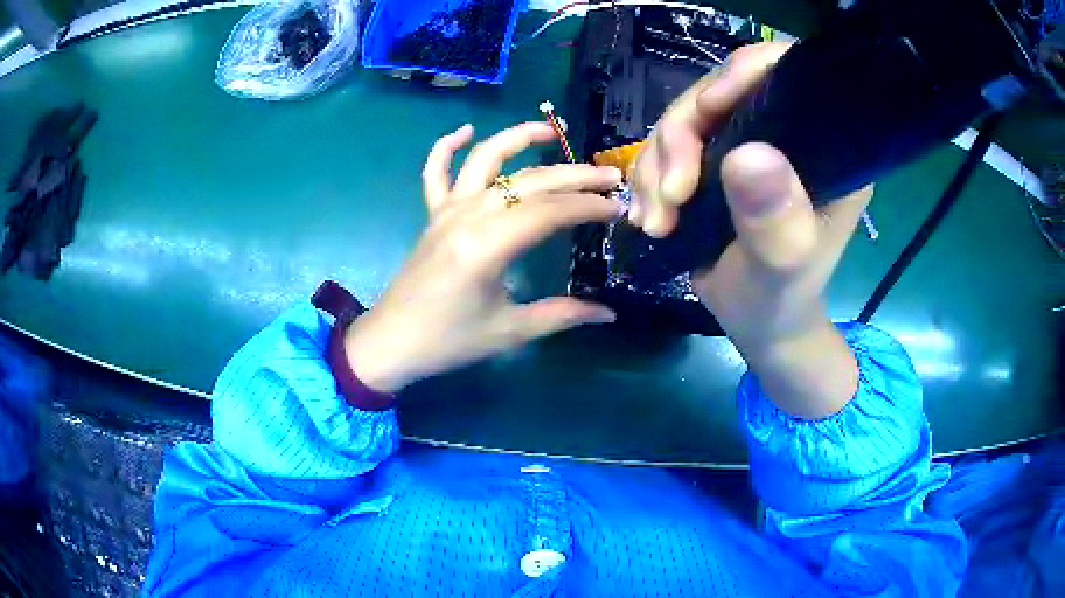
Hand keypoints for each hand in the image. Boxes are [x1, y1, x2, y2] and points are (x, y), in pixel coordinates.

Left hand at [345, 122, 623, 392]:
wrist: (391, 343)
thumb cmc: (449, 341)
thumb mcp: (510, 331)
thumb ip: (562, 315)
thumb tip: (608, 313)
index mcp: (488, 245)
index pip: (550, 211)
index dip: (588, 207)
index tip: (618, 208)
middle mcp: (468, 216)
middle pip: (529, 182)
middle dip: (574, 176)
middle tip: (608, 177)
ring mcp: (447, 210)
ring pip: (484, 160)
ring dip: (517, 139)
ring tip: (550, 130)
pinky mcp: (432, 215)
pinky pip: (435, 173)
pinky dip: (446, 147)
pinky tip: (466, 130)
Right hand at [631, 43, 872, 418]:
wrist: (757, 324)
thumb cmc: (780, 299)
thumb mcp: (782, 267)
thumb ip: (775, 220)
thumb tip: (747, 156)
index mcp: (826, 147)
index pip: (788, 76)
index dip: (746, 73)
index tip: (707, 110)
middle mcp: (789, 132)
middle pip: (723, 90)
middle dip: (683, 136)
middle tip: (669, 195)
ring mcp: (751, 142)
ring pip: (688, 116)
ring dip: (658, 163)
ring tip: (656, 219)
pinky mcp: (719, 157)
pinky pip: (670, 143)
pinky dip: (650, 175)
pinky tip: (650, 215)